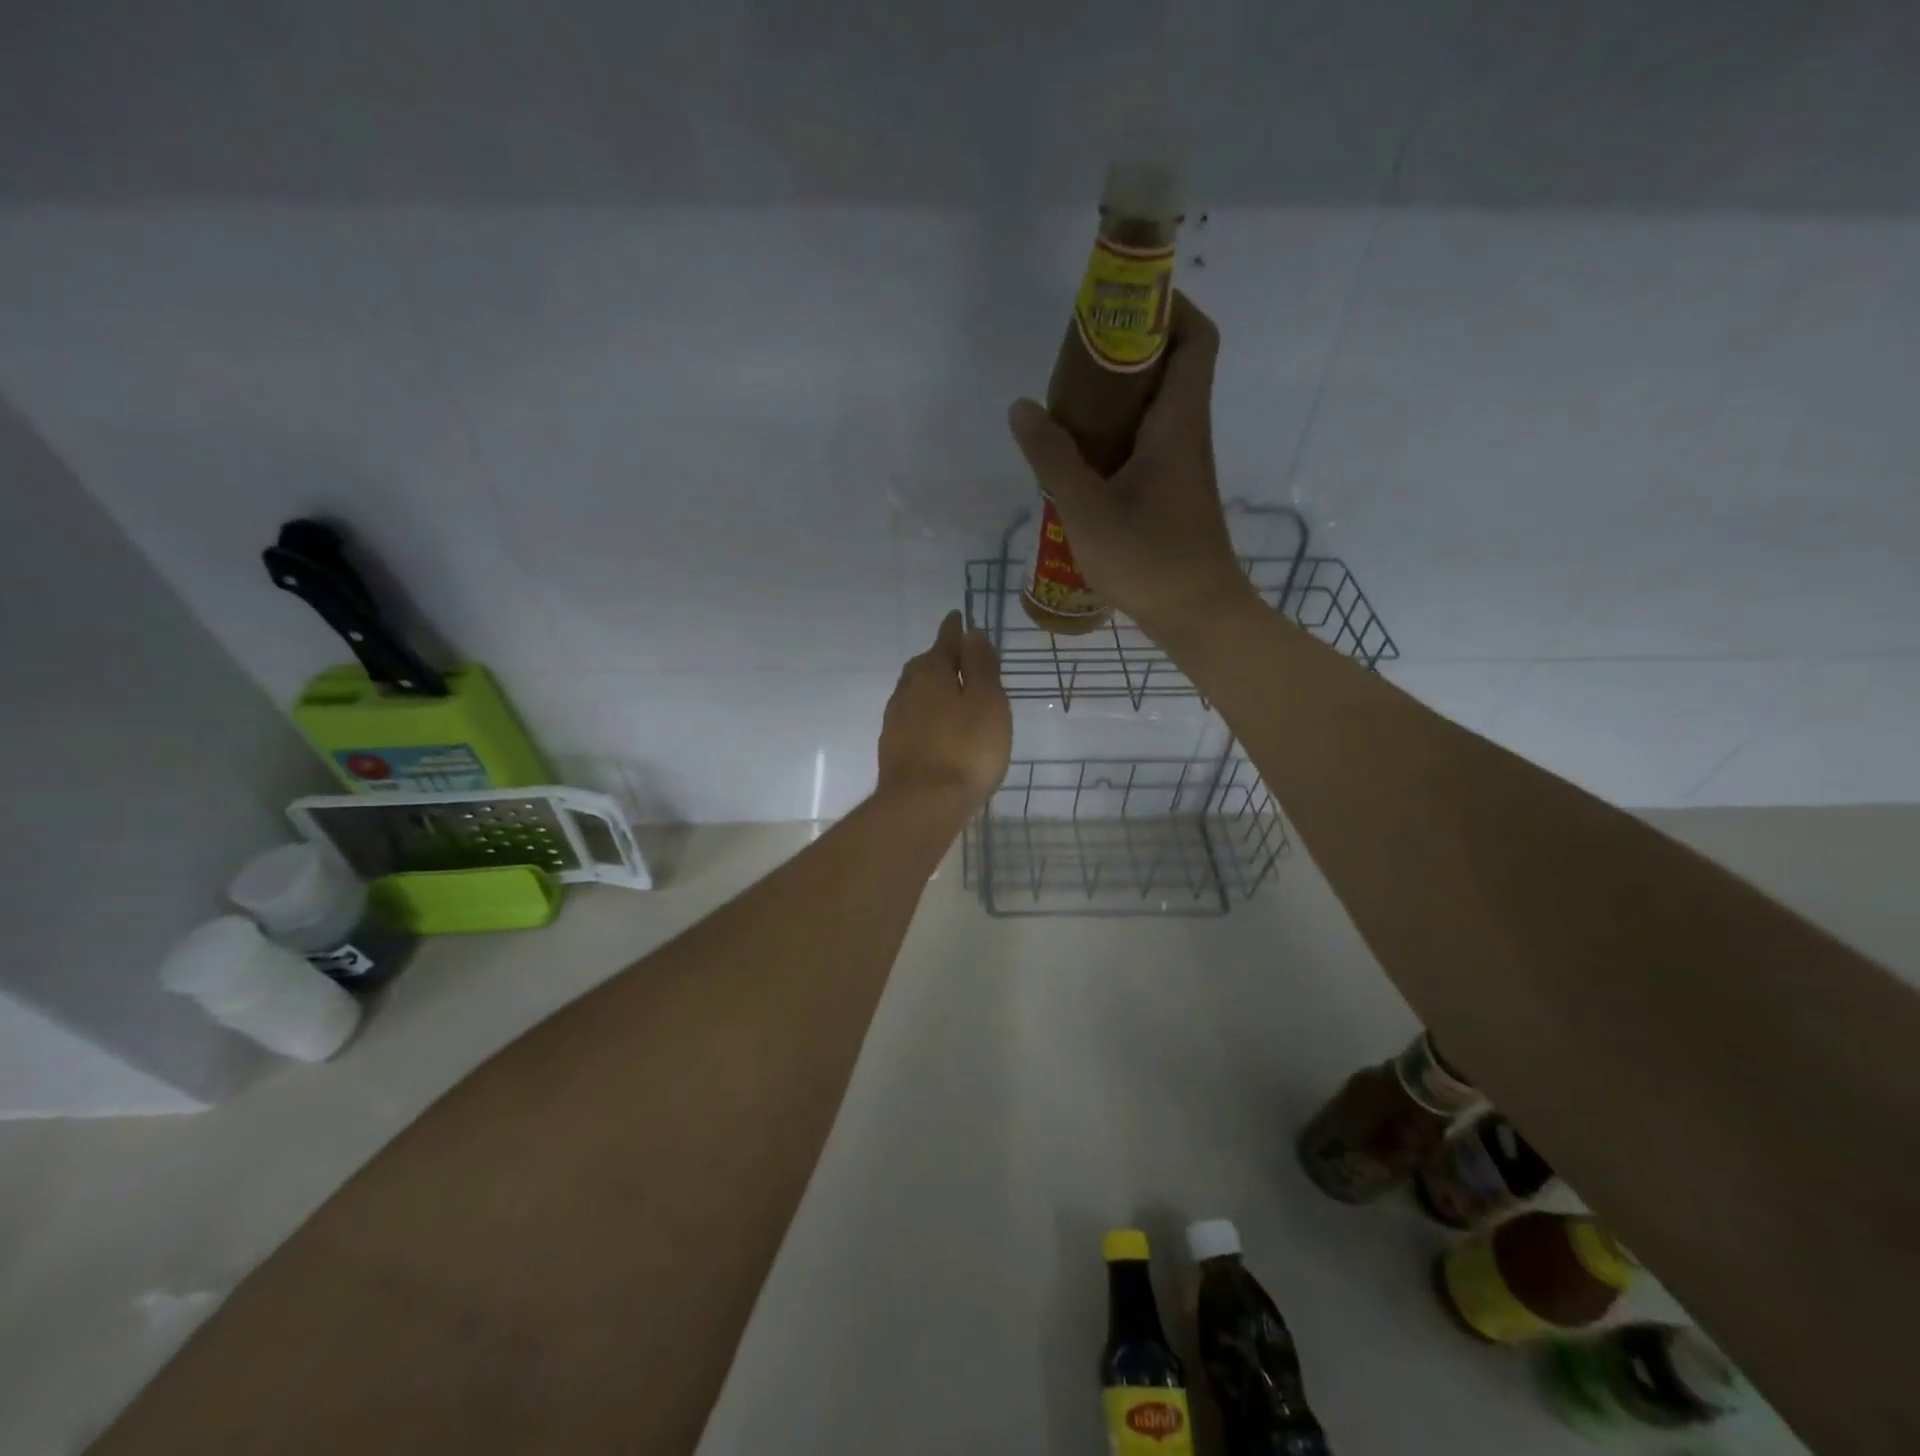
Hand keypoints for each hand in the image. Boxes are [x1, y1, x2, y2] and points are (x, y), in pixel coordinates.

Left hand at [876, 611, 1011, 814]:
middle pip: (924, 665)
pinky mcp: (892, 747)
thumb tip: (971, 633)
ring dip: (931, 687)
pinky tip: (935, 727)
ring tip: (950, 692)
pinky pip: (911, 717)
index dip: (955, 629)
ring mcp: (895, 720)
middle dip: (940, 658)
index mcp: (931, 673)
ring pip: (914, 692)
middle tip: (959, 659)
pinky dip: (925, 713)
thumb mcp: (987, 702)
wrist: (922, 804)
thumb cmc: (966, 749)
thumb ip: (980, 666)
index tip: (958, 617)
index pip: (945, 641)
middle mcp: (907, 690)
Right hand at [1007, 293, 1251, 636]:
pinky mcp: (1173, 495)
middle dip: (1127, 352)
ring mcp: (1182, 468)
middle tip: (1075, 362)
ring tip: (1067, 410)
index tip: (1120, 308)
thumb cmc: (1149, 559)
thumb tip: (1022, 407)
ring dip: (1118, 400)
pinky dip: (1118, 438)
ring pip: (1157, 410)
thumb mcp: (1088, 510)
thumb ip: (1052, 458)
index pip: (1195, 338)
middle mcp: (1188, 435)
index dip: (1168, 307)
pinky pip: (1147, 446)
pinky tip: (1080, 463)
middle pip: (1172, 368)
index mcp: (1178, 423)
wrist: (1197, 615)